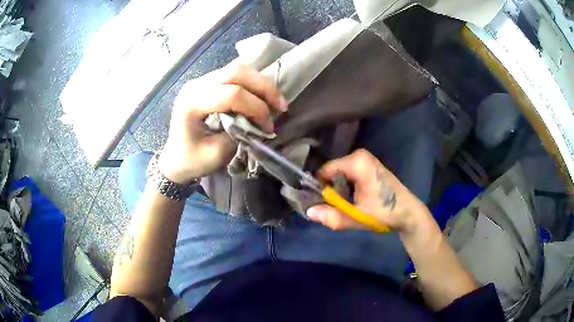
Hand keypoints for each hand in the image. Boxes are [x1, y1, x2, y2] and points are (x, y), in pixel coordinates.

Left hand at [158, 63, 287, 183]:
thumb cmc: (192, 161)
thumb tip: (258, 121)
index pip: (231, 94)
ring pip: (237, 69)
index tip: (268, 127)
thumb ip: (239, 134)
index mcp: (191, 103)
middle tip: (281, 106)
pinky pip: (233, 74)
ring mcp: (200, 81)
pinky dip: (252, 84)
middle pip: (236, 72)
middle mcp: (195, 86)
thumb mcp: (217, 154)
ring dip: (260, 83)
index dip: (256, 108)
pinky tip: (261, 96)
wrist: (174, 159)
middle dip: (264, 88)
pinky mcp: (206, 83)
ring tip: (275, 101)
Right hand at [307, 149, 432, 235]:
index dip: (318, 188)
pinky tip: (351, 199)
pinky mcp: (368, 165)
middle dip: (329, 189)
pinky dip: (345, 186)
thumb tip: (309, 212)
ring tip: (343, 205)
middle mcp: (359, 155)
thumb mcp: (357, 217)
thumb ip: (332, 216)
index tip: (319, 203)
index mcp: (357, 162)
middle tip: (333, 207)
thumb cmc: (385, 213)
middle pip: (332, 172)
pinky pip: (347, 174)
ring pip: (339, 174)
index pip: (325, 171)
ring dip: (337, 190)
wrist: (408, 213)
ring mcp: (365, 159)